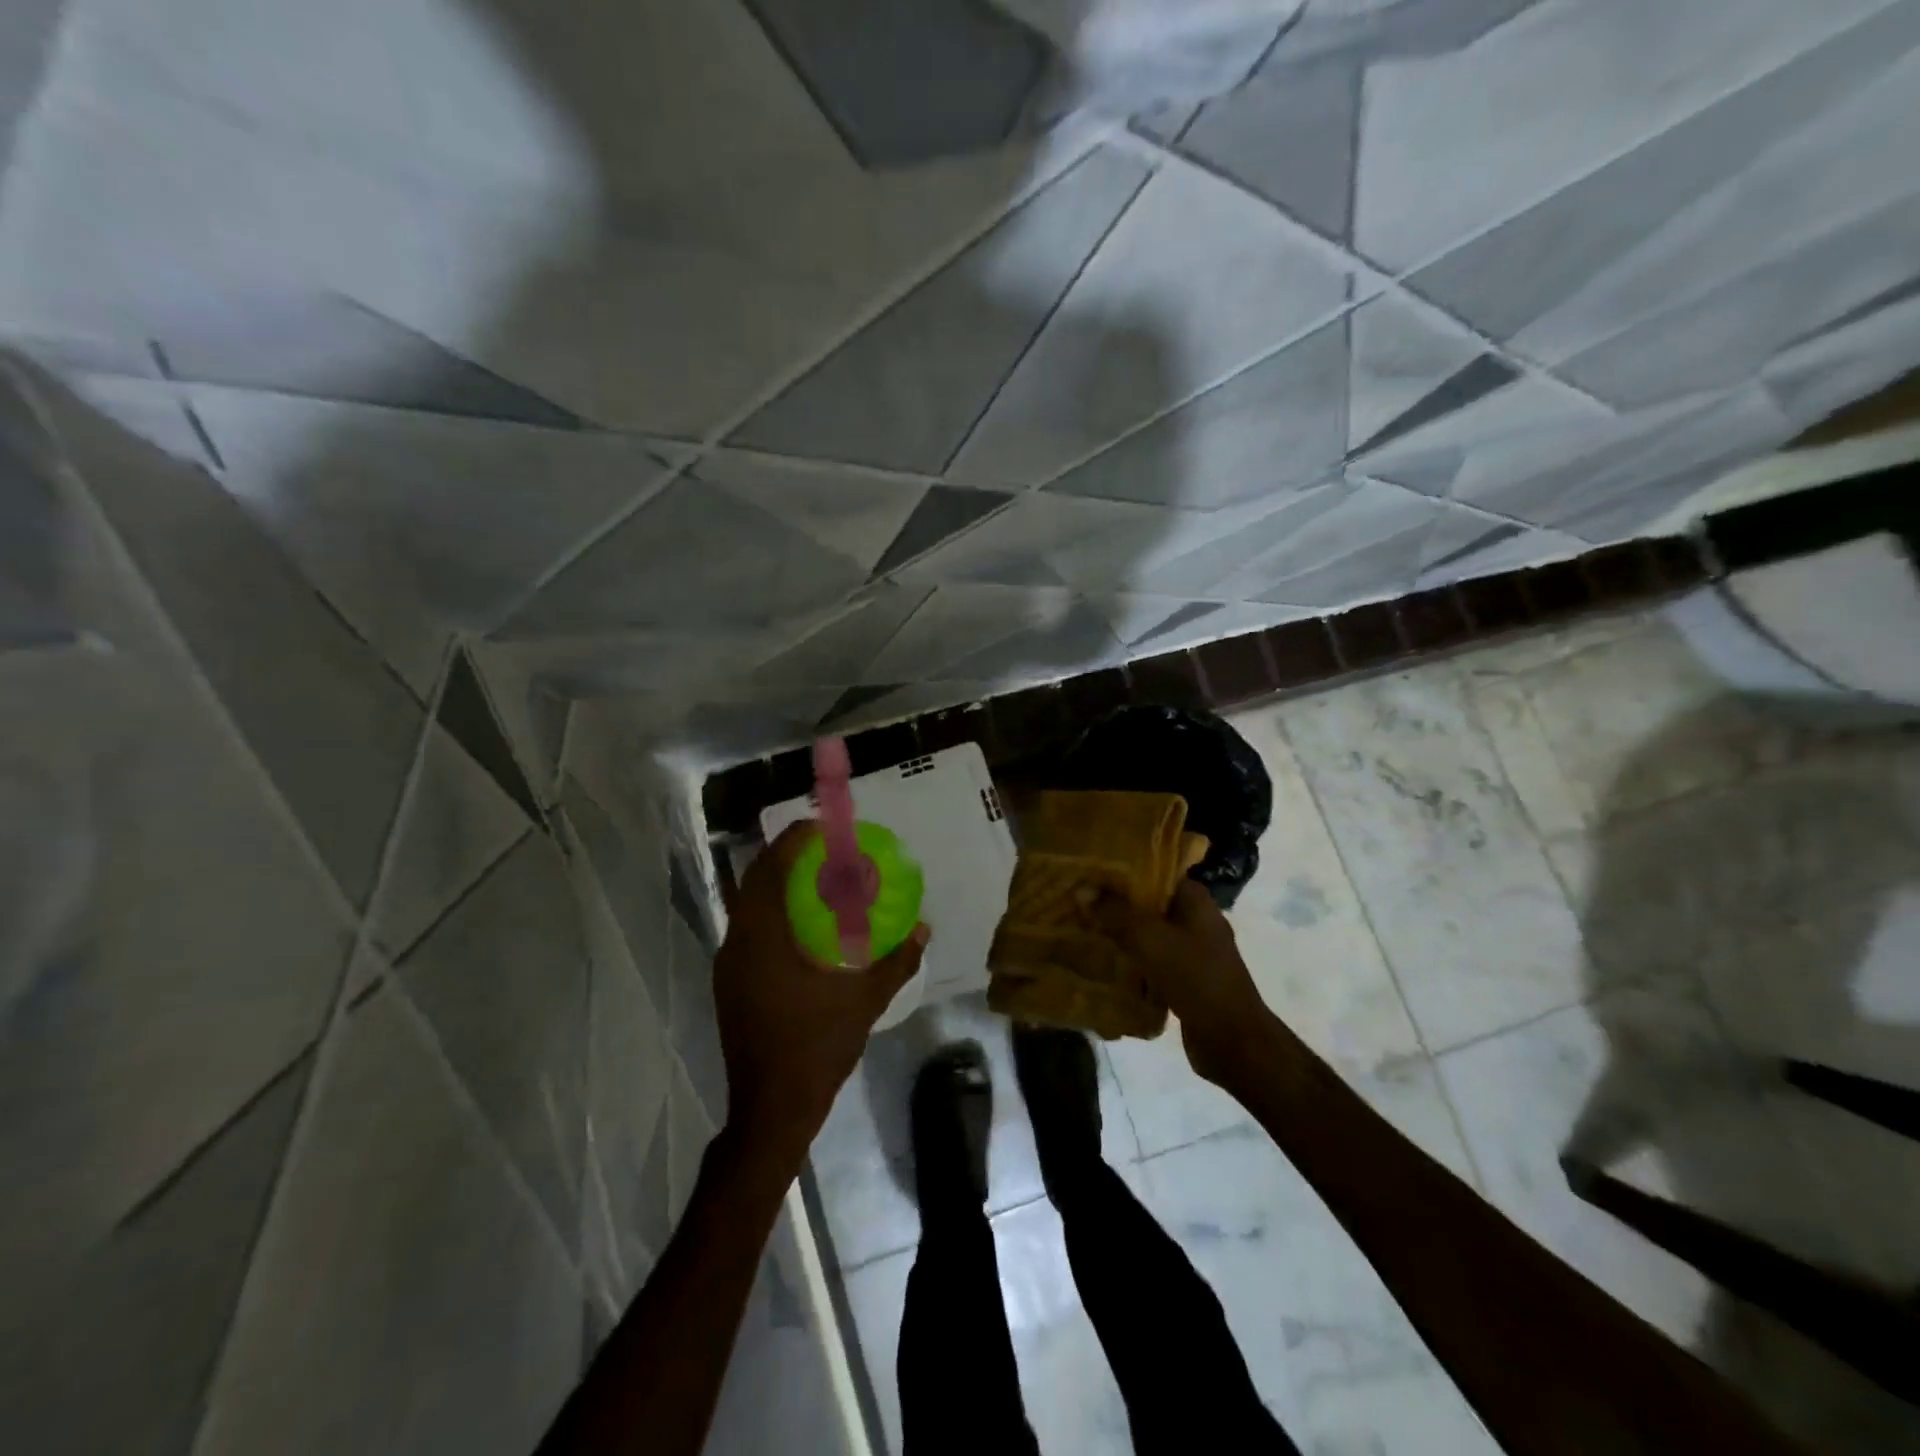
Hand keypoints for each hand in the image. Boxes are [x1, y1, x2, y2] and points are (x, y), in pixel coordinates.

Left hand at [714, 822, 929, 1156]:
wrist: (771, 1110)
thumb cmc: (815, 1048)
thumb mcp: (864, 1001)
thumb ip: (897, 962)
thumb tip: (923, 929)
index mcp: (763, 939)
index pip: (770, 870)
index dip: (793, 841)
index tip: (823, 827)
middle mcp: (737, 944)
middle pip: (756, 881)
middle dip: (787, 857)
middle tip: (825, 848)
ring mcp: (729, 965)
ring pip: (749, 906)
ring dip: (778, 884)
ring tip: (817, 878)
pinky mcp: (731, 983)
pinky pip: (750, 929)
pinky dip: (773, 911)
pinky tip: (803, 924)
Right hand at [1090, 878, 1275, 1088]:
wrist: (1233, 1041)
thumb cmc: (1196, 978)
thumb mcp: (1151, 940)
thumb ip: (1116, 913)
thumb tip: (1082, 888)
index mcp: (1195, 901)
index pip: (1156, 871)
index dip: (1123, 868)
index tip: (1090, 869)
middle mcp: (1196, 920)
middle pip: (1149, 903)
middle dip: (1115, 902)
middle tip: (1077, 897)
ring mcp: (1192, 951)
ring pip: (1148, 933)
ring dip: (1120, 932)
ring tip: (1081, 925)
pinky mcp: (1185, 979)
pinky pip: (1150, 960)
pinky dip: (1129, 960)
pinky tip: (1100, 961)